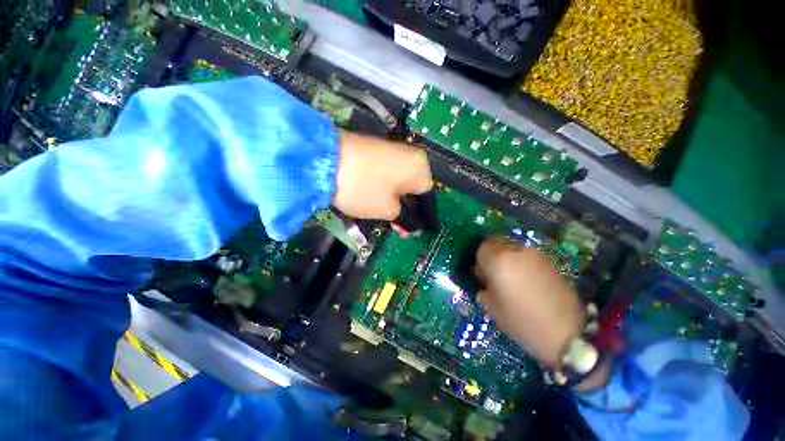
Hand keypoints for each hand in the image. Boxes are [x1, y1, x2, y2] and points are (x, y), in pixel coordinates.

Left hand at [334, 132, 432, 219]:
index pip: (427, 197)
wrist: (326, 160)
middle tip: (396, 227)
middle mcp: (410, 155)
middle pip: (412, 189)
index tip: (411, 230)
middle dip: (405, 210)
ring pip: (399, 182)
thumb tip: (409, 223)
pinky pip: (386, 174)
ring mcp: (391, 150)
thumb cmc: (364, 188)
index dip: (420, 216)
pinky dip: (383, 189)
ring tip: (384, 217)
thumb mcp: (388, 210)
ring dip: (393, 201)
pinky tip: (375, 200)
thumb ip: (404, 218)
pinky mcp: (375, 150)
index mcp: (420, 168)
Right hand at [476, 237, 585, 368]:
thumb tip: (486, 286)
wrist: (567, 333)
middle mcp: (515, 251)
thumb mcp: (493, 308)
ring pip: (514, 249)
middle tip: (497, 276)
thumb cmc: (522, 321)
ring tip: (515, 280)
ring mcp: (535, 255)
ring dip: (510, 260)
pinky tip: (530, 283)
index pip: (481, 249)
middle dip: (494, 257)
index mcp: (498, 261)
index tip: (483, 277)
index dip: (480, 261)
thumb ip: (485, 291)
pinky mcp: (550, 262)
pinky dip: (524, 265)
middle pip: (498, 244)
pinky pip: (529, 257)